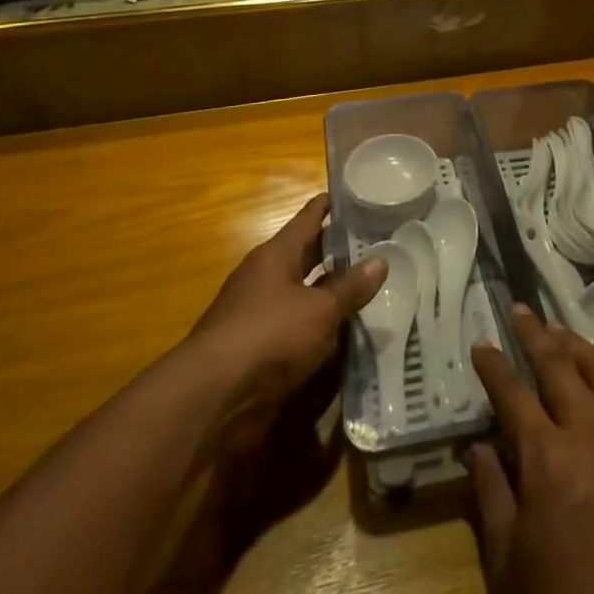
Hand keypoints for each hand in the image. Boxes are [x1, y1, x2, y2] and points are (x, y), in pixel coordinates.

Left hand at [184, 193, 384, 454]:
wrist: (213, 398)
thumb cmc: (269, 335)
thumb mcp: (320, 309)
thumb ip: (350, 287)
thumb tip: (381, 260)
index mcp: (277, 254)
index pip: (310, 217)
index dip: (334, 205)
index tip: (362, 195)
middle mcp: (266, 277)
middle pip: (308, 255)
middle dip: (340, 252)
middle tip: (380, 245)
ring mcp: (260, 313)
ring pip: (305, 294)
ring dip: (333, 294)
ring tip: (374, 289)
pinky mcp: (259, 349)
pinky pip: (298, 329)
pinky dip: (321, 329)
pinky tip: (349, 335)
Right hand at [468, 308, 593, 593]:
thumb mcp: (506, 565)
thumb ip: (490, 495)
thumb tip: (478, 446)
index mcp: (547, 457)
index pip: (513, 392)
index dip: (493, 365)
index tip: (481, 343)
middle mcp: (592, 433)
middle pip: (561, 363)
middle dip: (536, 333)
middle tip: (520, 310)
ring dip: (581, 345)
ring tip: (563, 335)